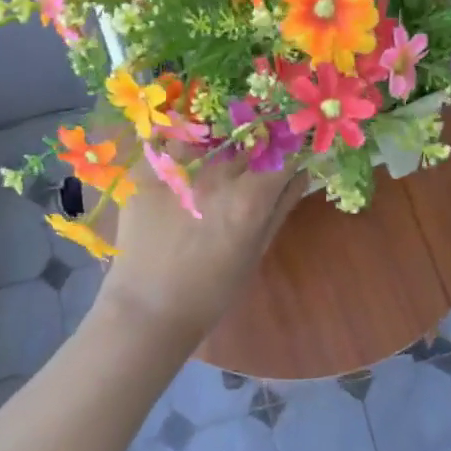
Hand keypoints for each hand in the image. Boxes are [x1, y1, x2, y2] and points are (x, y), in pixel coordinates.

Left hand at [99, 150, 305, 350]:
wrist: (147, 310)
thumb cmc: (211, 292)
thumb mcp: (255, 252)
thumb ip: (281, 208)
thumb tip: (302, 174)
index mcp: (250, 198)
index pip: (284, 158)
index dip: (290, 157)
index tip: (289, 160)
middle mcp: (218, 175)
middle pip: (247, 146)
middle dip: (255, 153)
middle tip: (248, 166)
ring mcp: (180, 169)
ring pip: (209, 140)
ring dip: (218, 146)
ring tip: (212, 161)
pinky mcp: (147, 172)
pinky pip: (167, 143)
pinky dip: (178, 147)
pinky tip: (179, 161)